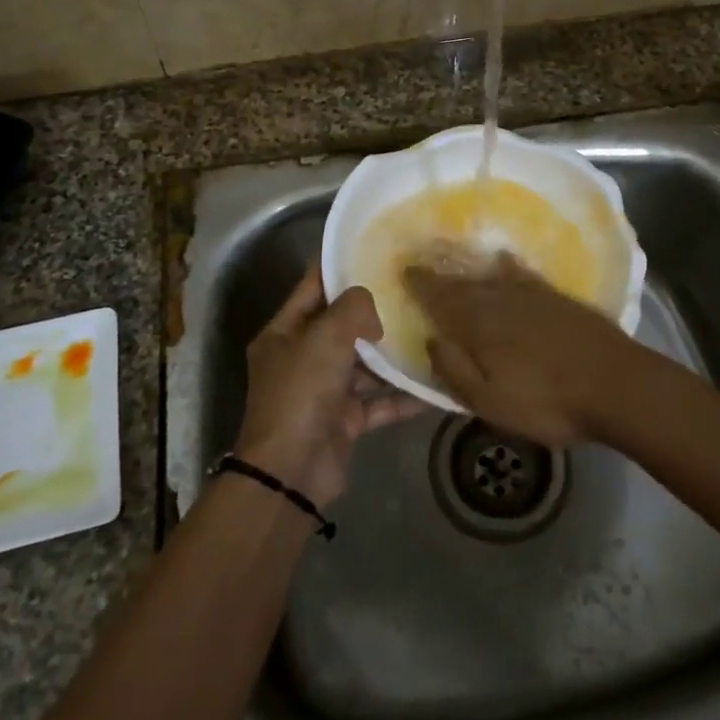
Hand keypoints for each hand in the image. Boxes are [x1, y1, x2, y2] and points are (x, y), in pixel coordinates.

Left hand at [235, 266, 424, 508]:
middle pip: (340, 325)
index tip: (372, 248)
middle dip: (374, 311)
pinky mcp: (344, 420)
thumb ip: (352, 308)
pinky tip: (435, 384)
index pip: (312, 287)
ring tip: (430, 331)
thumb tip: (372, 307)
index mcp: (283, 333)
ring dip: (392, 354)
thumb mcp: (325, 337)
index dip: (338, 266)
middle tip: (412, 288)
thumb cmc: (301, 392)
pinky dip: (403, 395)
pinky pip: (379, 401)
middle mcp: (301, 358)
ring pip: (363, 365)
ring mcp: (323, 391)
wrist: (291, 471)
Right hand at [405, 254, 647, 446]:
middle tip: (421, 265)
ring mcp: (532, 296)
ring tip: (452, 263)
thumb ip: (455, 370)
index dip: (422, 286)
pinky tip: (504, 262)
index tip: (405, 271)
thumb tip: (430, 339)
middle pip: (463, 285)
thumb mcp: (489, 401)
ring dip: (468, 271)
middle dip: (440, 276)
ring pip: (490, 278)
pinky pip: (523, 275)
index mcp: (479, 325)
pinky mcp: (557, 298)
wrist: (616, 385)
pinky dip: (509, 267)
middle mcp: (501, 301)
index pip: (441, 300)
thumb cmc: (547, 402)